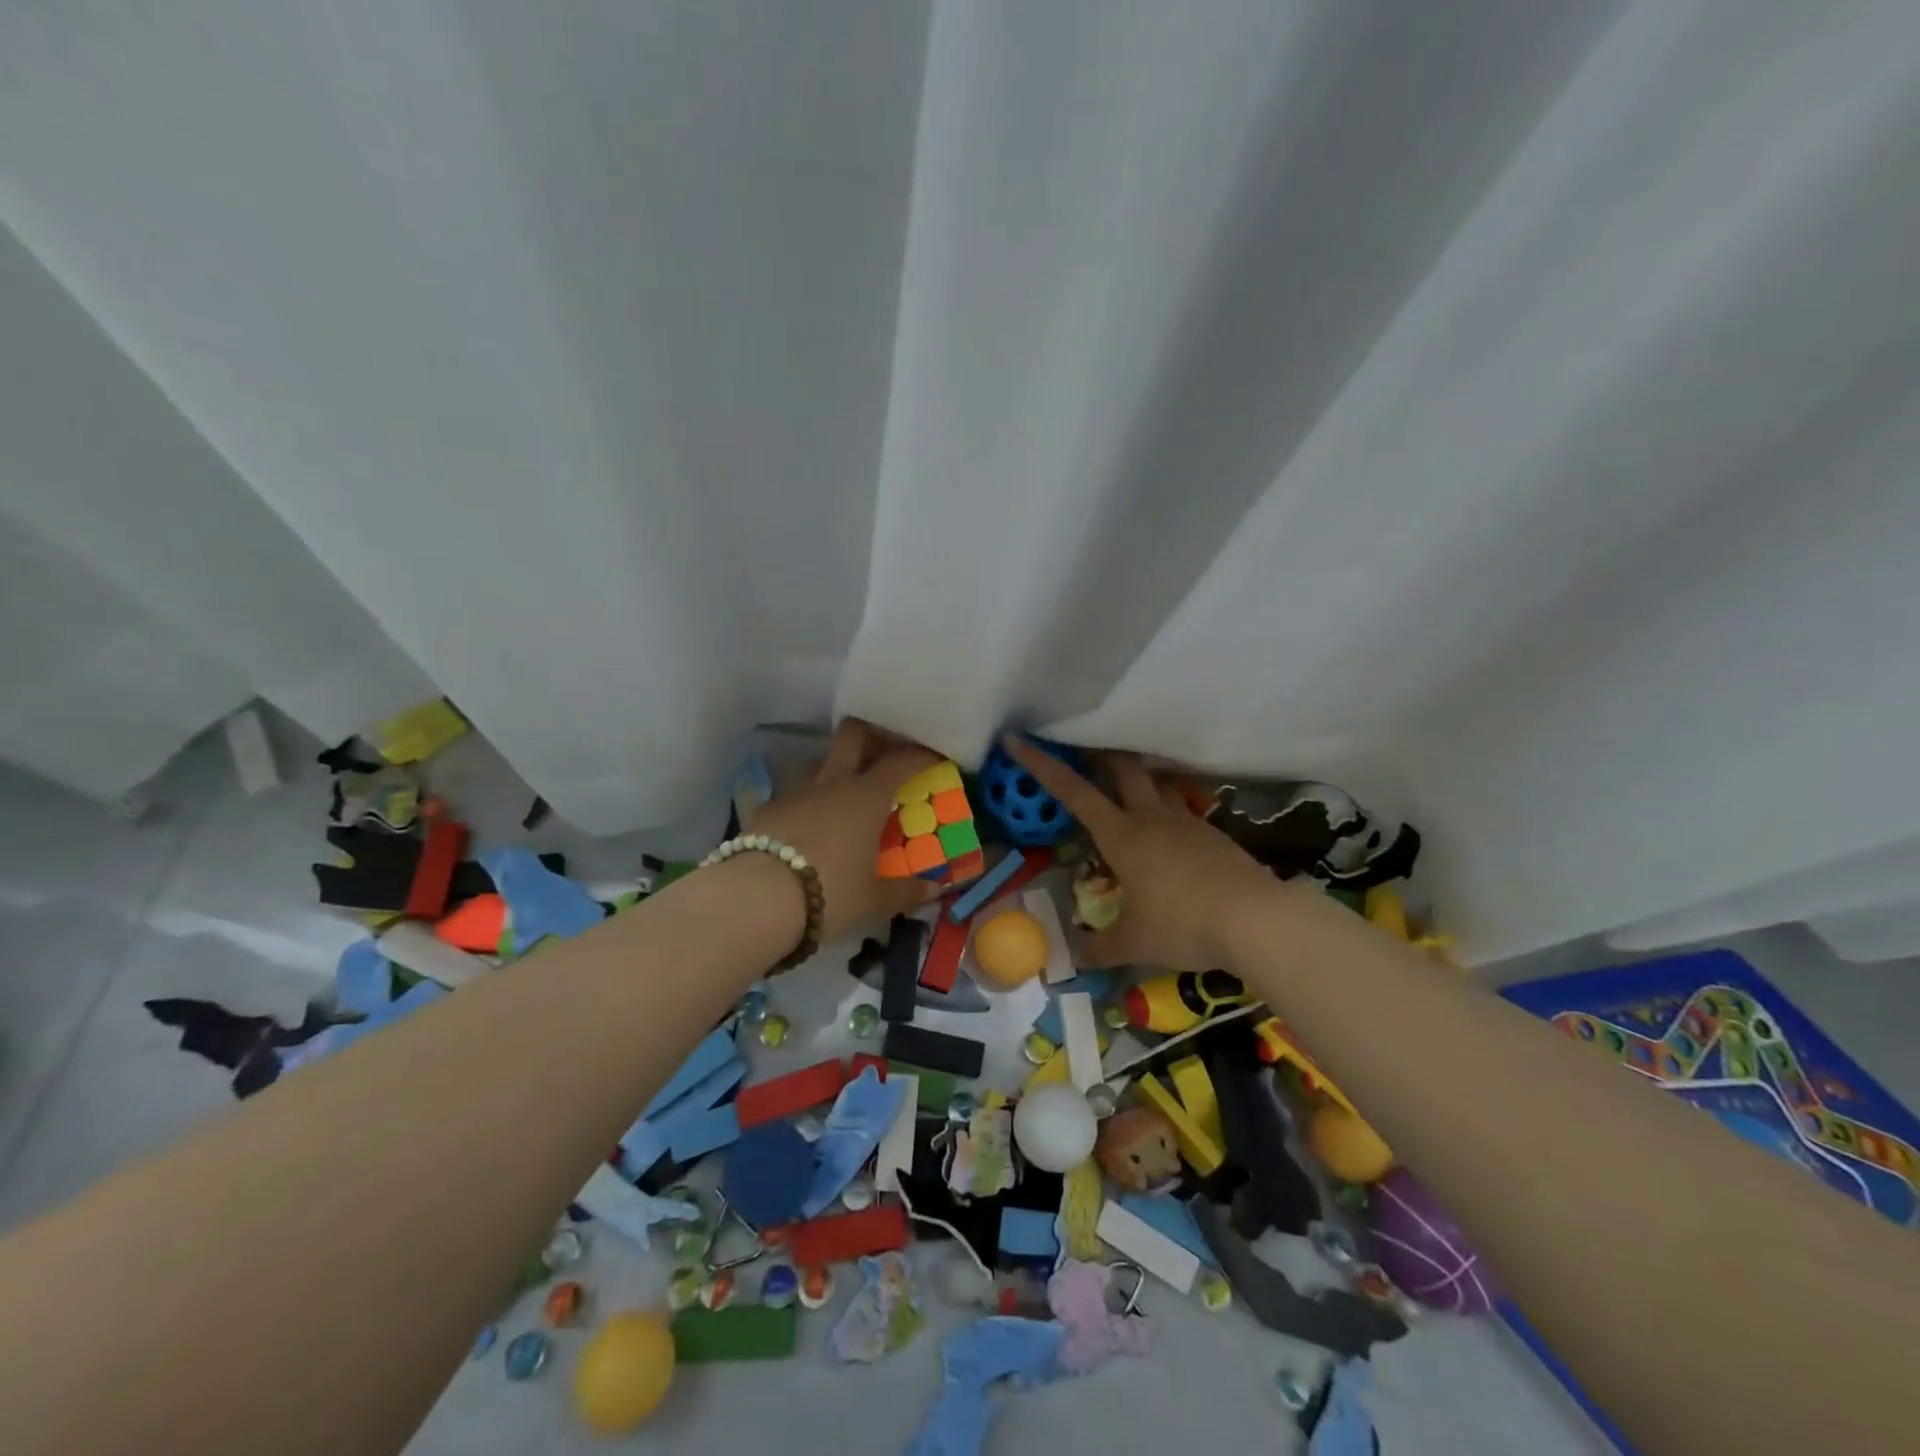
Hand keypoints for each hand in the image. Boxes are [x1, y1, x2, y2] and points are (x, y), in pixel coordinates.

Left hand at [749, 720, 941, 944]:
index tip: (935, 758)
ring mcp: (796, 791)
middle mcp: (832, 782)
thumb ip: (906, 891)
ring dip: (836, 766)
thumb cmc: (830, 893)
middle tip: (886, 755)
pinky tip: (811, 823)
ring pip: (820, 759)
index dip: (922, 754)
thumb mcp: (874, 900)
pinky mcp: (767, 808)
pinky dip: (809, 798)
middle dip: (873, 736)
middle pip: (853, 735)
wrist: (756, 901)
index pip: (902, 760)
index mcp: (867, 796)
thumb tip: (935, 890)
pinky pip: (795, 791)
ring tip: (846, 791)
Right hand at [1001, 735, 1285, 970]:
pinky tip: (1167, 835)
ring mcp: (1186, 822)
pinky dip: (1165, 810)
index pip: (1073, 792)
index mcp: (1121, 835)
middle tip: (1083, 751)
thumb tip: (1074, 956)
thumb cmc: (1184, 925)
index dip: (1041, 765)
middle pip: (1122, 767)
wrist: (1258, 920)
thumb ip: (1100, 947)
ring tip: (1126, 788)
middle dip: (1099, 754)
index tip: (1017, 740)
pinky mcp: (1213, 834)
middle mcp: (1151, 817)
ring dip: (1137, 778)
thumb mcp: (1135, 943)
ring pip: (1156, 783)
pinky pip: (1181, 810)